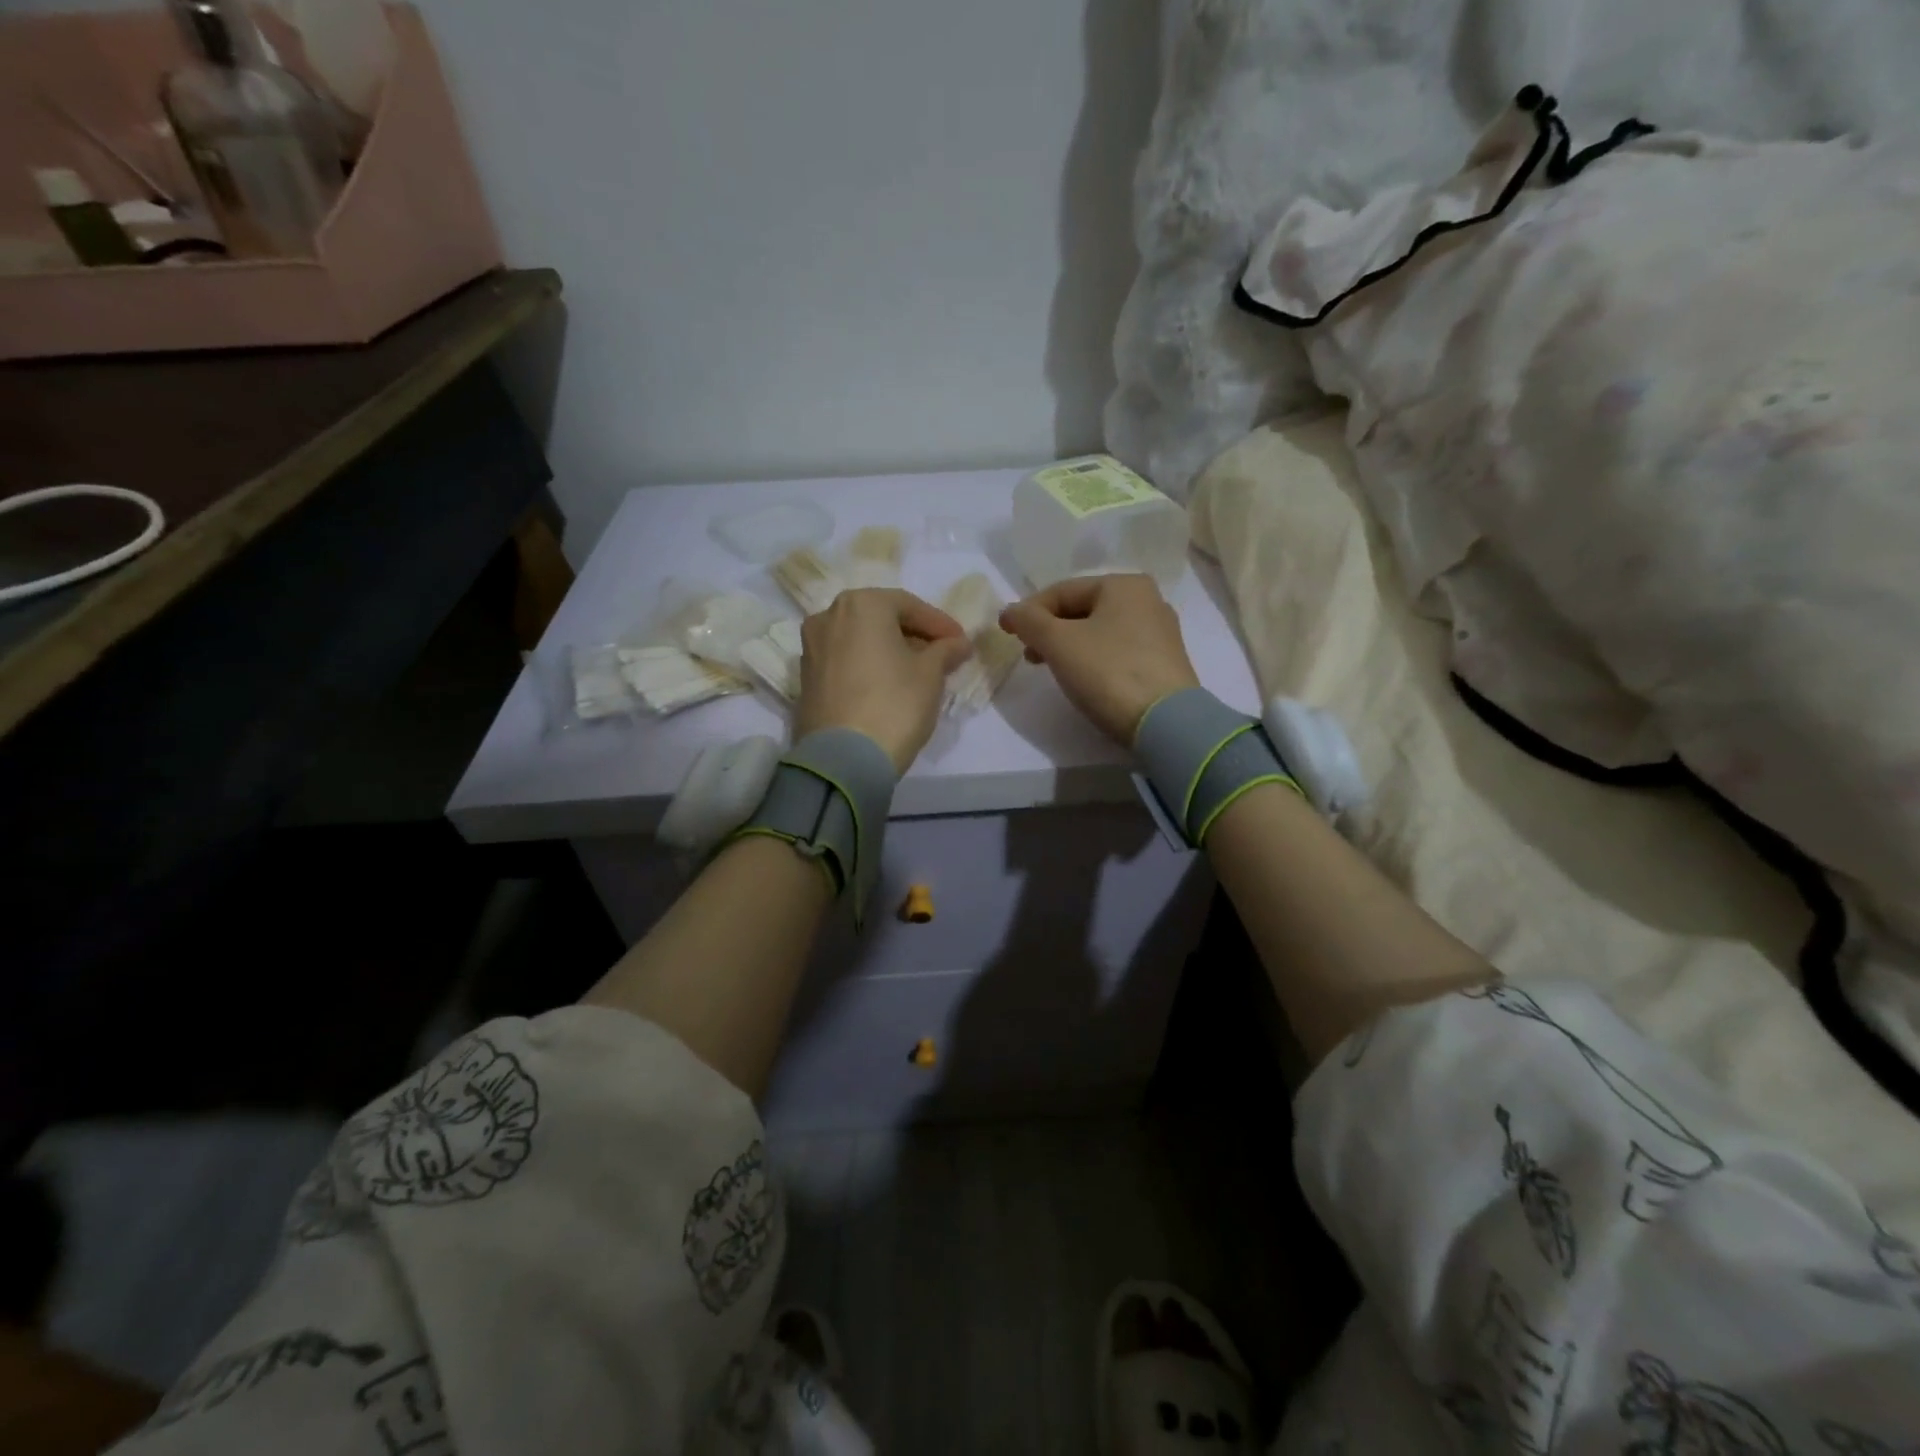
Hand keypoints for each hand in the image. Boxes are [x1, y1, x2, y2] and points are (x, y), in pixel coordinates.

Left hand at [795, 588, 972, 771]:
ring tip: (917, 673)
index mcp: (861, 604)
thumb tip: (958, 643)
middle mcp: (829, 616)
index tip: (961, 644)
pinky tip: (888, 687)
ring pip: (861, 640)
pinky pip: (845, 661)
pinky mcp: (806, 679)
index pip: (910, 606)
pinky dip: (868, 666)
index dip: (940, 625)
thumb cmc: (894, 704)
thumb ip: (945, 651)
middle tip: (942, 657)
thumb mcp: (931, 674)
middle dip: (913, 636)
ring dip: (890, 651)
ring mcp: (811, 648)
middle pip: (881, 619)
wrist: (844, 759)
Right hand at [999, 574, 1199, 744]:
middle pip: (1082, 610)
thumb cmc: (1108, 672)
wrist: (1165, 723)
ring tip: (1051, 669)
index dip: (1029, 611)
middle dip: (1050, 630)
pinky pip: (1118, 651)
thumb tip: (1010, 612)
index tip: (1007, 633)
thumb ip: (1029, 621)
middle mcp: (1147, 600)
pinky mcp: (1164, 663)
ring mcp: (1159, 633)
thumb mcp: (1058, 643)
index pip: (1062, 591)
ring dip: (1069, 646)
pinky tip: (1084, 679)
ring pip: (1100, 631)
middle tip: (1029, 655)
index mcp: (1124, 584)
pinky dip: (1093, 659)